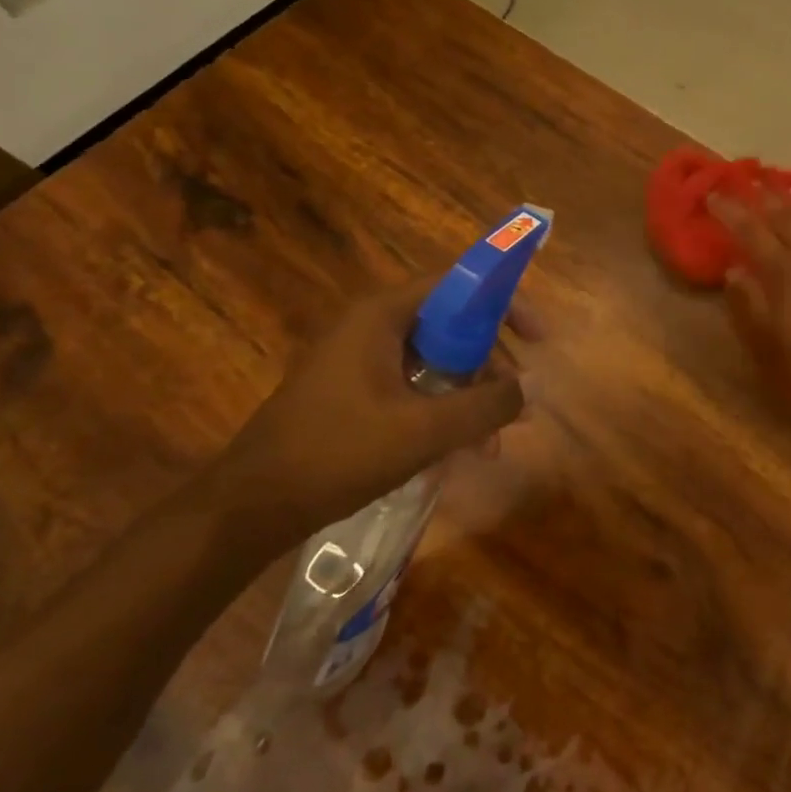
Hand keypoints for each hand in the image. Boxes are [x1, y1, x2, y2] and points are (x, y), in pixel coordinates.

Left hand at [196, 275, 528, 557]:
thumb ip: (486, 405)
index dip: (504, 304)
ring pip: (435, 364)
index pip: (457, 286)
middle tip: (518, 402)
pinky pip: (414, 389)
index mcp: (382, 316)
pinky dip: (442, 413)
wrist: (252, 505)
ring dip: (470, 399)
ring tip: (492, 446)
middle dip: (491, 367)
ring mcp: (360, 362)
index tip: (538, 337)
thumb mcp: (423, 430)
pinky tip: (458, 454)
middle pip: (451, 327)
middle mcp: (372, 328)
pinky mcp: (354, 393)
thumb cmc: (338, 453)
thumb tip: (537, 385)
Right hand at [709, 189, 790, 415]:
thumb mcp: (768, 345)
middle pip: (784, 213)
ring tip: (784, 188)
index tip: (713, 194)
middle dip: (762, 195)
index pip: (750, 230)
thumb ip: (748, 303)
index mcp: (783, 271)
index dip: (729, 210)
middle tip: (747, 180)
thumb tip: (733, 269)